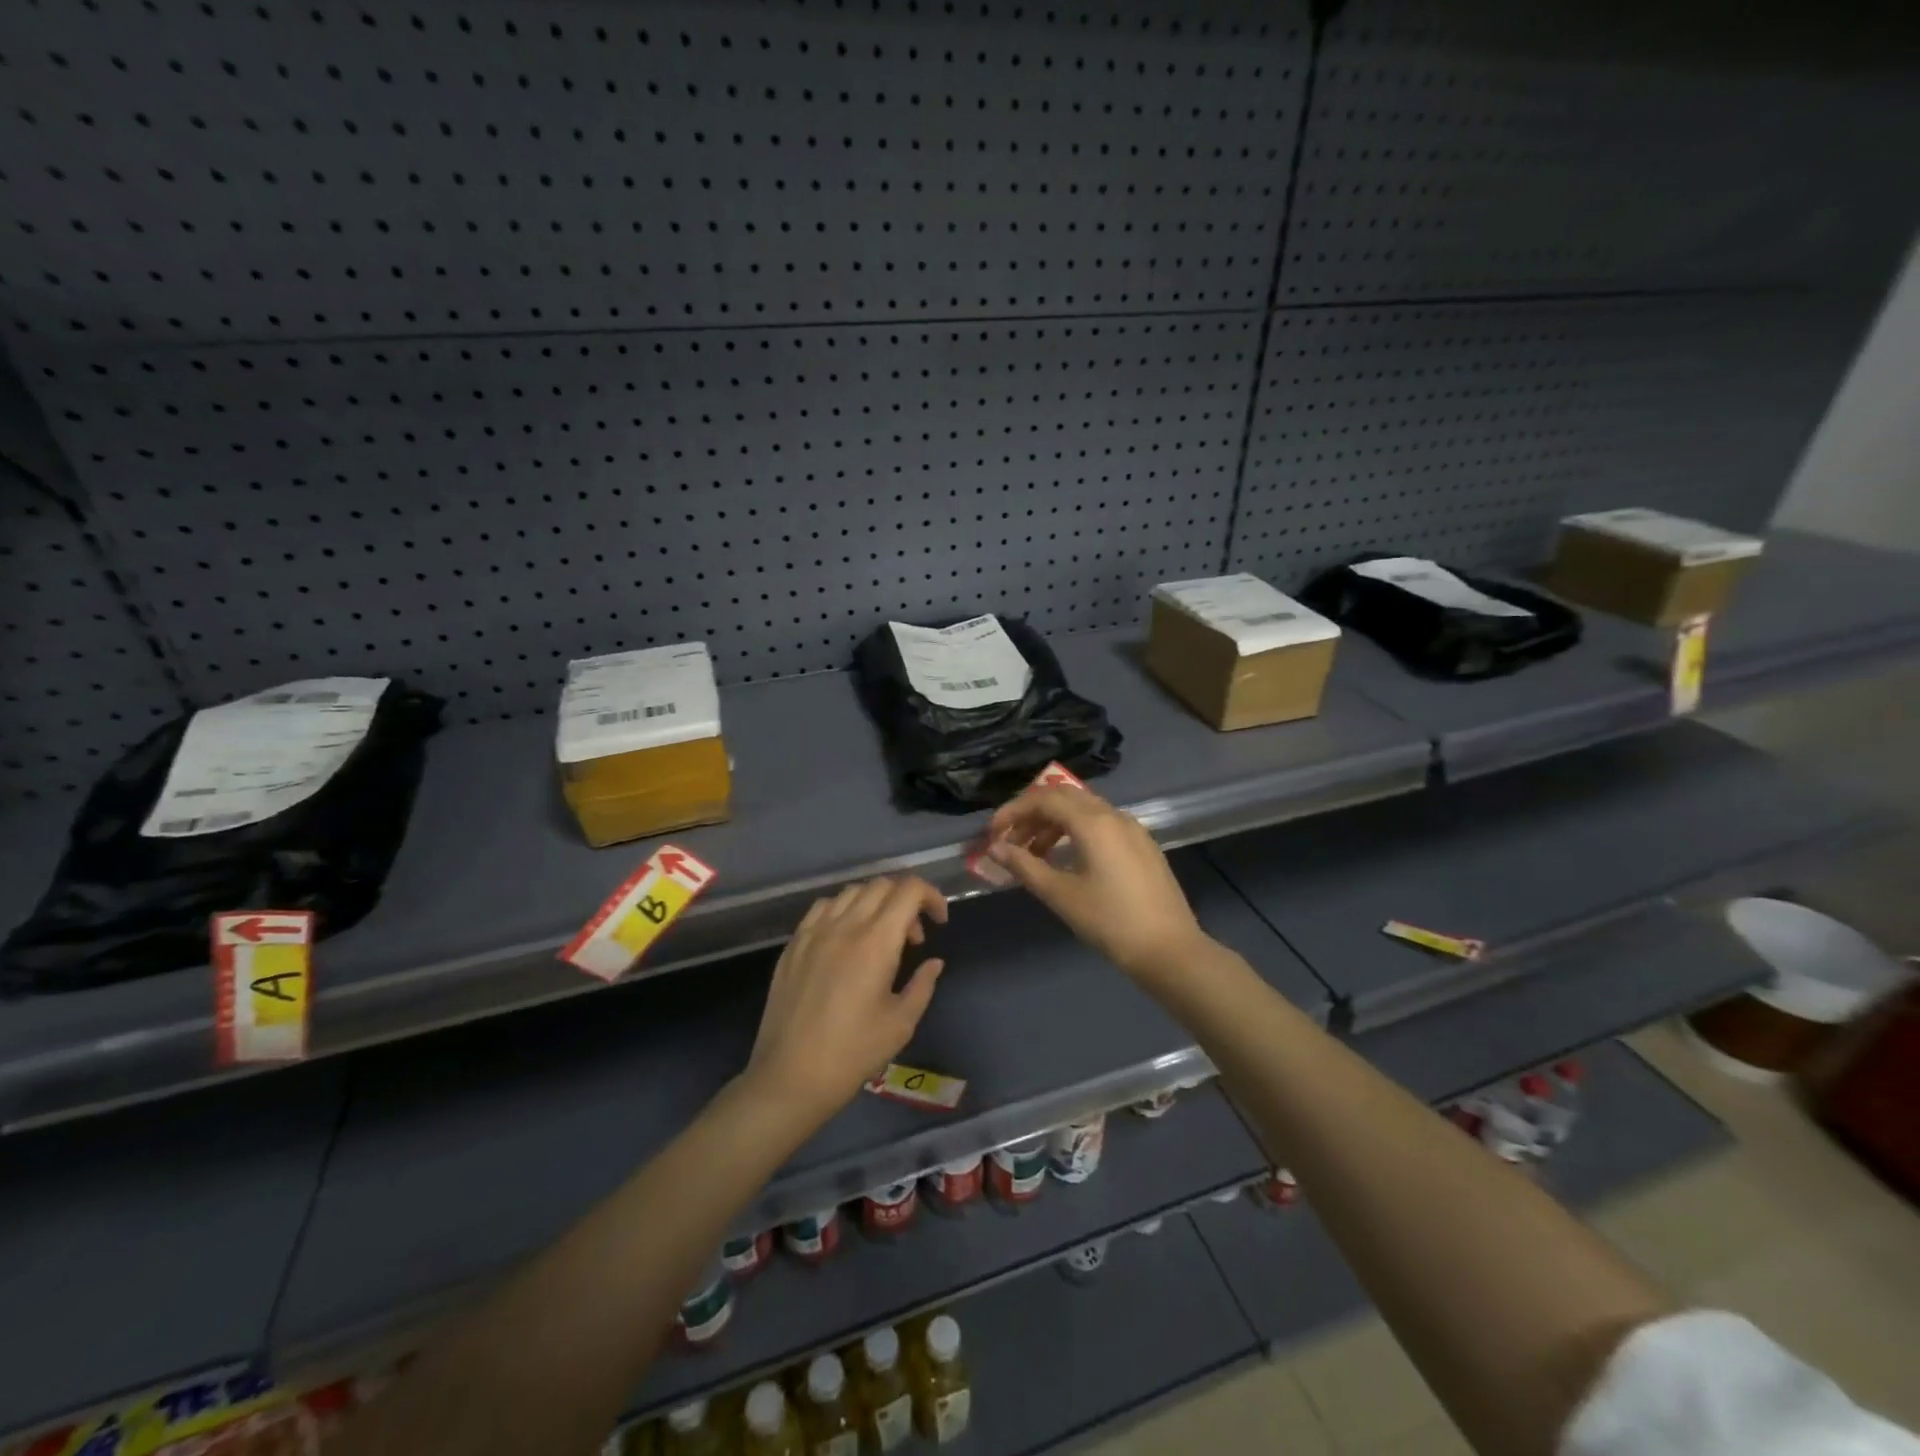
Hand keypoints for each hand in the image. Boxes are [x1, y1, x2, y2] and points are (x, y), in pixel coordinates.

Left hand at [745, 876, 948, 1123]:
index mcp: (876, 942)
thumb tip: (933, 962)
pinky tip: (846, 938)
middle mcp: (844, 926)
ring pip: (851, 892)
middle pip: (881, 885)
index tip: (939, 921)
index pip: (909, 890)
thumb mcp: (901, 1023)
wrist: (791, 1076)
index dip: (931, 897)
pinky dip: (844, 910)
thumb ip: (922, 984)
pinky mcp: (793, 944)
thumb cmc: (853, 1053)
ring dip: (875, 903)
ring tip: (880, 936)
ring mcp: (814, 932)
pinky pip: (822, 908)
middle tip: (913, 937)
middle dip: (906, 900)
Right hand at [985, 786, 1210, 982]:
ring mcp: (1132, 829)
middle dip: (1032, 814)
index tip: (992, 834)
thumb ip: (1025, 866)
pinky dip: (1075, 832)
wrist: (1170, 950)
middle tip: (1010, 840)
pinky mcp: (1142, 845)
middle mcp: (1114, 815)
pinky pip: (1101, 824)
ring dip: (1053, 824)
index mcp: (1094, 822)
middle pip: (1064, 797)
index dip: (1012, 811)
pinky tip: (1066, 860)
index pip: (1044, 799)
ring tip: (1033, 854)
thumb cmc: (1110, 922)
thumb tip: (995, 848)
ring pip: (1084, 810)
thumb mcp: (1061, 895)